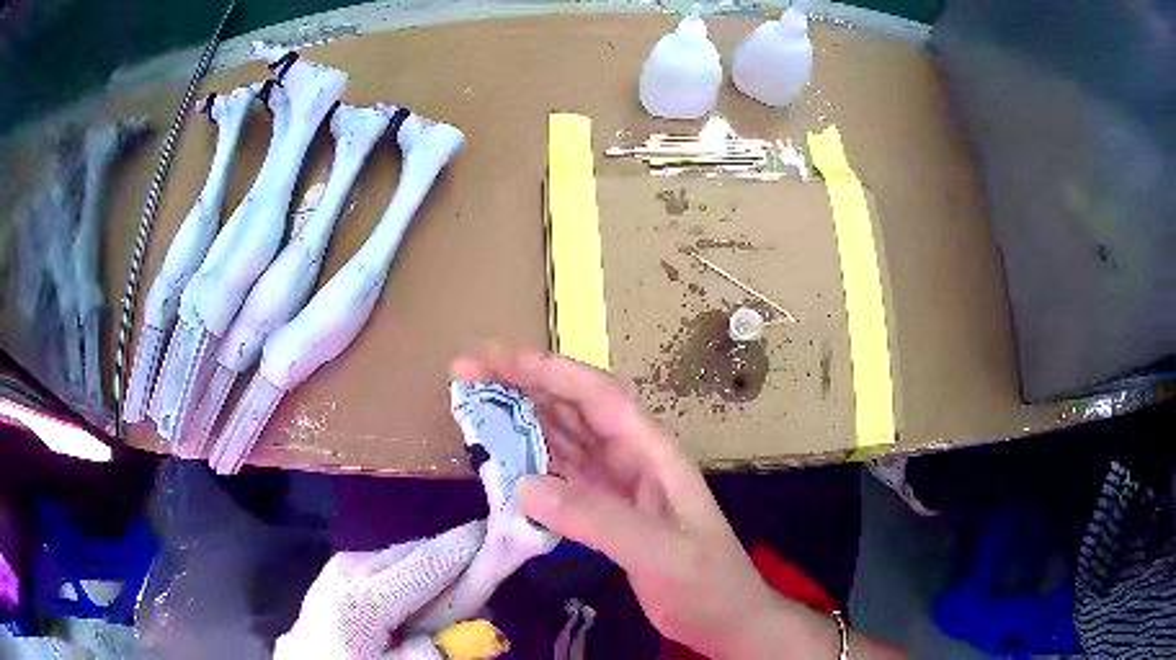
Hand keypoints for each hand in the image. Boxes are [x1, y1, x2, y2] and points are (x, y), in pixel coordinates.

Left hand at [274, 521, 485, 659]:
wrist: (306, 657)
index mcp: (363, 601)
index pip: (427, 565)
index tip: (502, 529)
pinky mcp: (344, 562)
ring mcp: (346, 561)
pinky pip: (393, 559)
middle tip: (486, 577)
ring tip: (448, 599)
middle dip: (457, 558)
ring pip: (408, 553)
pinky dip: (416, 571)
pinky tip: (417, 597)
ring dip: (436, 567)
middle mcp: (353, 568)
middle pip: (420, 551)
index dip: (466, 546)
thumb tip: (482, 633)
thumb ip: (430, 654)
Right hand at [451, 348, 817, 658]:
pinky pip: (560, 476)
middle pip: (572, 409)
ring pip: (562, 438)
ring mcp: (616, 486)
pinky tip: (503, 460)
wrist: (725, 619)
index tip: (497, 360)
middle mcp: (631, 459)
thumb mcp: (660, 553)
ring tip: (474, 405)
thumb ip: (599, 520)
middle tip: (466, 373)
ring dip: (520, 418)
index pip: (597, 397)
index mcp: (652, 453)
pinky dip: (529, 463)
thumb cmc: (706, 583)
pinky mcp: (604, 512)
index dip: (548, 371)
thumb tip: (525, 486)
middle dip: (522, 384)